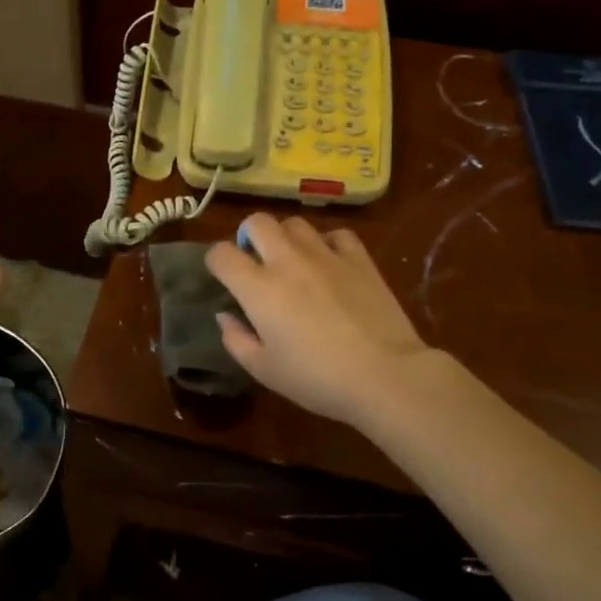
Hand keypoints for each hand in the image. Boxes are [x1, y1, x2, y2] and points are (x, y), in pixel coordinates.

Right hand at [207, 214, 441, 428]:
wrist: (385, 375)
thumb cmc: (317, 379)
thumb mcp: (264, 370)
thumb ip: (236, 339)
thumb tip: (225, 316)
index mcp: (258, 288)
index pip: (221, 254)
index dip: (215, 261)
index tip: (223, 276)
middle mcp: (287, 261)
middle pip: (258, 222)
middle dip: (249, 236)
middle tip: (257, 261)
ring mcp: (326, 255)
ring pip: (295, 223)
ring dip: (286, 237)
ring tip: (293, 260)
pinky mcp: (359, 259)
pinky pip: (337, 234)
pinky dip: (327, 243)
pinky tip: (330, 262)